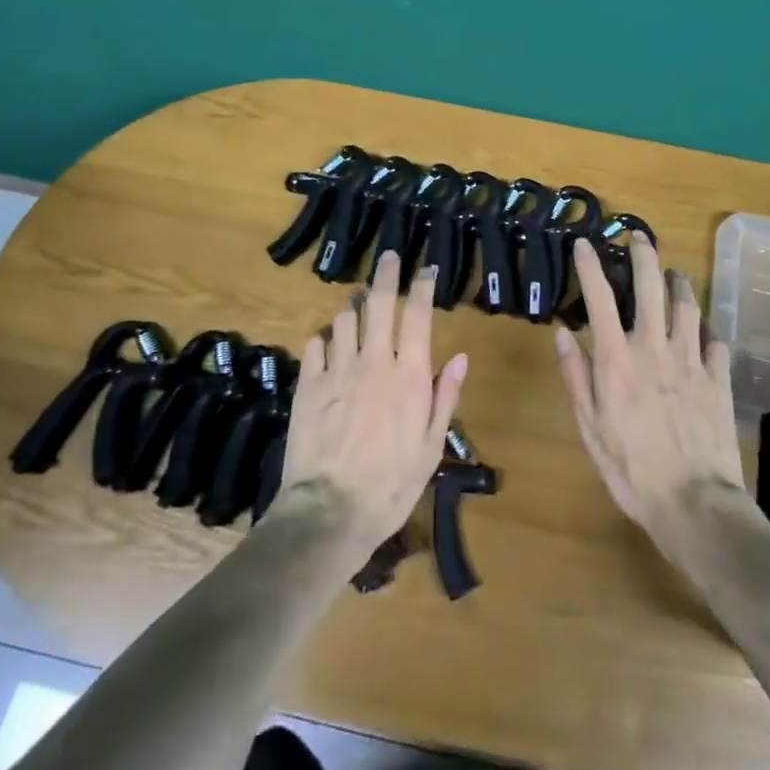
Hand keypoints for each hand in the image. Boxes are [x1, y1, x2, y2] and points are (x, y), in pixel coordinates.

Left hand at [276, 251, 467, 559]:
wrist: (330, 512)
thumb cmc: (391, 485)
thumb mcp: (430, 447)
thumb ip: (445, 396)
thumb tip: (461, 356)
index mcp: (409, 375)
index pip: (418, 315)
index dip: (423, 286)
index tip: (426, 269)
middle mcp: (374, 361)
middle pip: (379, 302)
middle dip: (386, 274)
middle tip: (388, 258)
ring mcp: (337, 369)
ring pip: (344, 318)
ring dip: (353, 307)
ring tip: (358, 305)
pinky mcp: (308, 383)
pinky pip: (315, 344)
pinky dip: (324, 338)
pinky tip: (328, 344)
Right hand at [554, 237, 744, 544]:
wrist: (694, 503)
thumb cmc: (631, 469)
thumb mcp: (589, 427)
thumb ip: (576, 375)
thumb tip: (562, 332)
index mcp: (617, 358)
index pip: (599, 297)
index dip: (590, 265)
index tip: (584, 243)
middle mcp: (654, 347)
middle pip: (650, 286)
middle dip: (643, 255)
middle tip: (639, 237)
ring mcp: (691, 359)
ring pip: (687, 305)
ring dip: (679, 283)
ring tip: (674, 274)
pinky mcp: (718, 378)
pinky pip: (715, 340)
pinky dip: (707, 328)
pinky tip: (704, 328)